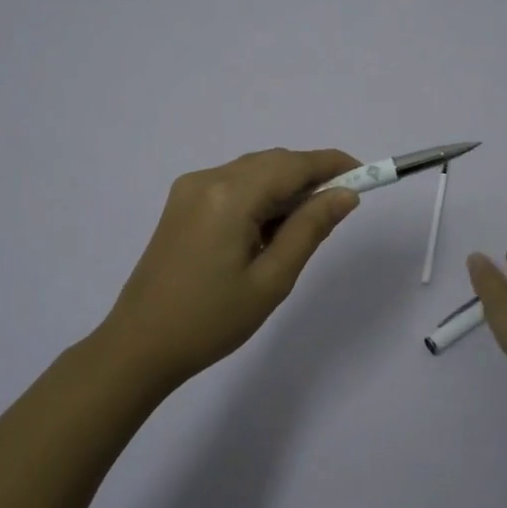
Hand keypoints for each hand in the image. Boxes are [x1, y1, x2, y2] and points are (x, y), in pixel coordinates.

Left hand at [100, 148, 362, 386]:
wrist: (139, 345)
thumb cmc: (211, 320)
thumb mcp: (272, 279)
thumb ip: (310, 228)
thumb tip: (346, 194)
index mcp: (230, 196)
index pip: (293, 165)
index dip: (333, 164)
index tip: (367, 173)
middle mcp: (208, 179)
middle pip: (273, 162)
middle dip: (310, 176)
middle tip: (339, 208)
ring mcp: (190, 189)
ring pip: (253, 171)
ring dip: (284, 187)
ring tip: (301, 228)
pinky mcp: (182, 203)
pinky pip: (233, 184)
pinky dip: (259, 196)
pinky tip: (267, 230)